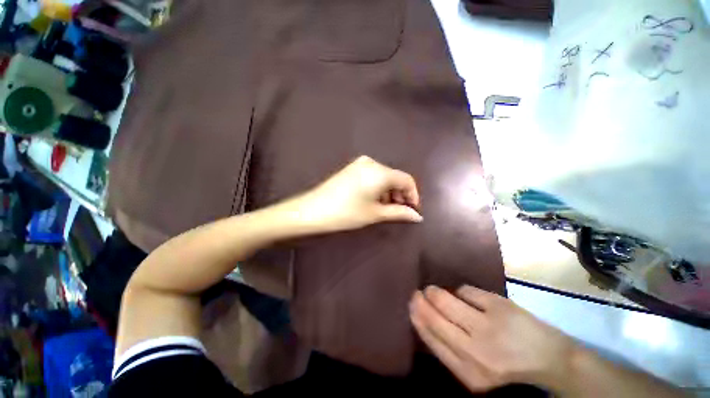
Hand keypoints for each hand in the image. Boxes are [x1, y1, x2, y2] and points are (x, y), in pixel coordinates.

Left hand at [293, 156, 421, 232]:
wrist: (312, 210)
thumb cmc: (347, 213)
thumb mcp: (375, 214)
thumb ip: (399, 213)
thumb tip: (418, 216)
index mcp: (380, 172)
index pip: (407, 180)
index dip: (413, 195)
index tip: (413, 210)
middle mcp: (372, 163)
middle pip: (395, 177)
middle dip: (400, 194)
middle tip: (400, 212)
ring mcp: (360, 164)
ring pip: (383, 177)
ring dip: (389, 192)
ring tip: (387, 209)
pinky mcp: (352, 168)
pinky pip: (372, 176)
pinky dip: (378, 188)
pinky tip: (374, 200)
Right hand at [409, 285, 576, 392]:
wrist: (553, 362)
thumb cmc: (510, 369)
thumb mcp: (476, 372)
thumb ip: (451, 350)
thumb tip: (426, 319)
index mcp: (467, 372)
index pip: (430, 338)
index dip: (417, 317)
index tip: (411, 305)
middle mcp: (474, 349)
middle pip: (434, 317)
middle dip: (420, 301)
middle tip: (417, 293)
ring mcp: (488, 325)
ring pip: (446, 299)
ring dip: (435, 292)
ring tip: (432, 290)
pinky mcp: (500, 305)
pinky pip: (466, 290)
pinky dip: (459, 290)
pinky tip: (461, 294)